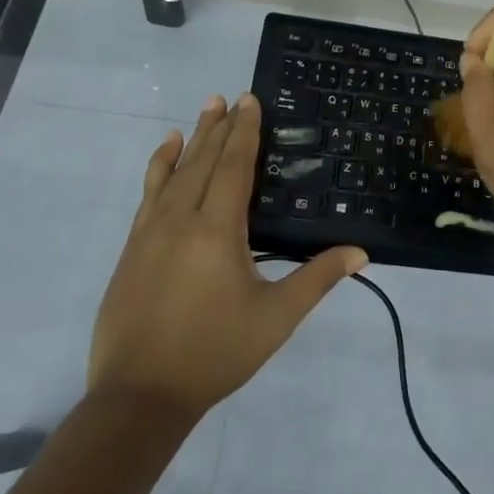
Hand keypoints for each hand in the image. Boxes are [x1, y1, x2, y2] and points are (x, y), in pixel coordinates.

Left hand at [89, 94, 366, 420]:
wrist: (138, 397)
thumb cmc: (214, 353)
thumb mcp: (275, 318)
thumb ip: (317, 279)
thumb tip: (361, 253)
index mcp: (217, 229)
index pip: (234, 165)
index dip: (245, 131)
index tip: (250, 100)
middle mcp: (181, 218)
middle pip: (204, 161)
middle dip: (220, 127)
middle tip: (230, 96)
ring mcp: (150, 232)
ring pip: (174, 172)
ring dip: (192, 139)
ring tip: (204, 110)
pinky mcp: (132, 248)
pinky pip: (148, 193)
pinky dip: (159, 167)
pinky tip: (166, 153)